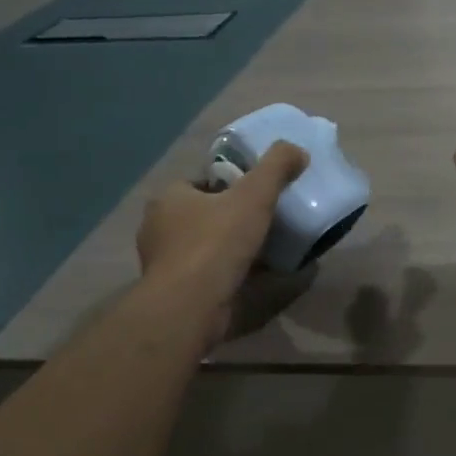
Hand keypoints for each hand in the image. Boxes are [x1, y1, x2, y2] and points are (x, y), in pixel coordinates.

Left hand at [135, 142, 307, 330]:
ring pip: (203, 244)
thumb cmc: (216, 243)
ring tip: (263, 248)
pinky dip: (226, 271)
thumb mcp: (254, 196)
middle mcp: (158, 227)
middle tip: (264, 219)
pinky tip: (252, 275)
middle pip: (202, 213)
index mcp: (168, 198)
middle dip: (229, 216)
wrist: (191, 306)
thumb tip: (297, 150)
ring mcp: (163, 262)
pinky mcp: (174, 290)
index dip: (228, 184)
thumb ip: (276, 167)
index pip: (199, 182)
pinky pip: (205, 272)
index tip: (256, 193)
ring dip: (228, 246)